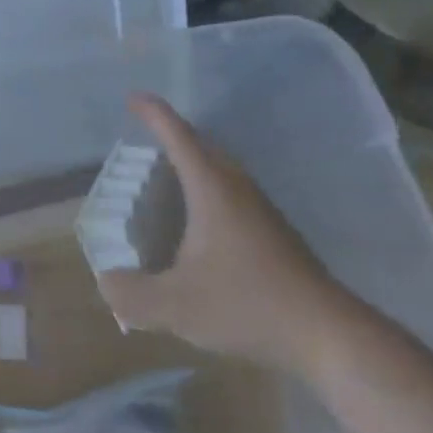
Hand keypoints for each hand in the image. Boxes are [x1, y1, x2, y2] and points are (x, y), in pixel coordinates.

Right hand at [98, 95, 349, 374]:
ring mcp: (261, 209)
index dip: (153, 114)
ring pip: (220, 171)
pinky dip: (207, 193)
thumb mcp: (175, 306)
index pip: (178, 136)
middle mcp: (237, 188)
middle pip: (202, 147)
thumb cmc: (246, 305)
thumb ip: (131, 294)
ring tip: (164, 183)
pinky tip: (197, 228)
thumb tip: (106, 282)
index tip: (132, 98)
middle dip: (172, 136)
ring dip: (192, 166)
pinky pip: (232, 194)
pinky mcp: (274, 233)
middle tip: (143, 143)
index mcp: (211, 189)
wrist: (326, 334)